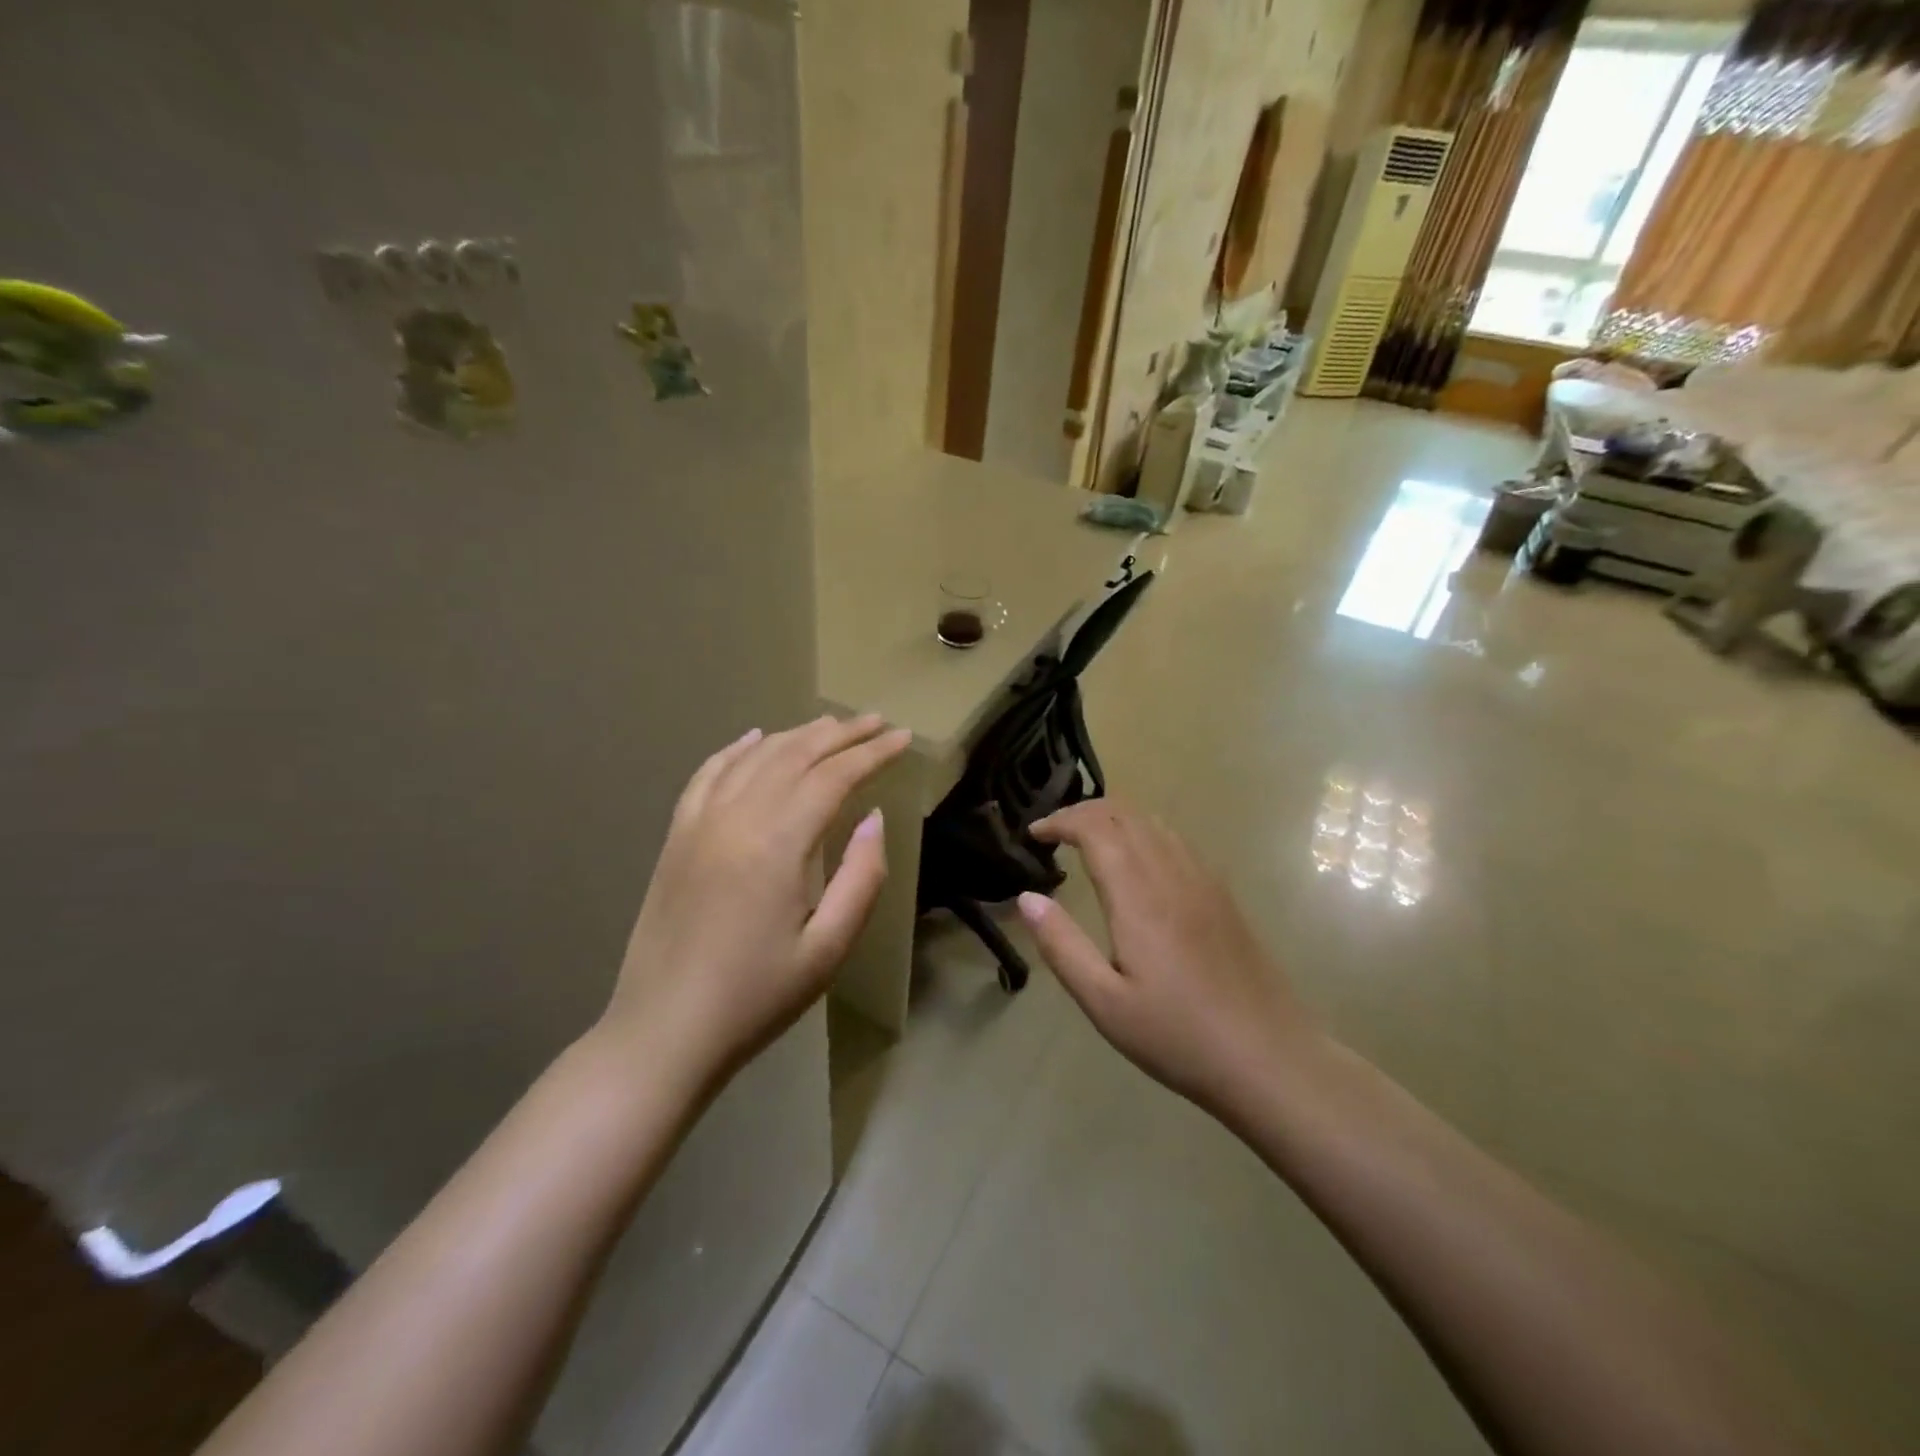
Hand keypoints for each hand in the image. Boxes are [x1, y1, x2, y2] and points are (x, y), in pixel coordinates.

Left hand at [599, 714, 911, 1093]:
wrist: (663, 1032)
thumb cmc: (756, 998)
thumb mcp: (829, 948)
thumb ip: (861, 877)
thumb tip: (872, 818)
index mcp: (777, 843)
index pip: (834, 777)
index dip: (873, 753)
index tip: (904, 739)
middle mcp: (736, 817)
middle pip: (795, 755)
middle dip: (842, 734)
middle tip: (878, 722)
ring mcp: (699, 823)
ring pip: (754, 757)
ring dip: (797, 735)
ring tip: (831, 725)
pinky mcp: (676, 837)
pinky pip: (708, 775)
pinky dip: (736, 749)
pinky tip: (754, 738)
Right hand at [1017, 799, 1315, 1121]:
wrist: (1270, 1058)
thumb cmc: (1178, 1036)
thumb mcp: (1104, 1002)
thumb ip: (1062, 945)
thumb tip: (1026, 898)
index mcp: (1139, 896)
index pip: (1095, 828)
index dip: (1060, 820)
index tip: (1034, 834)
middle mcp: (1172, 874)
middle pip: (1125, 814)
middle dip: (1084, 811)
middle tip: (1054, 833)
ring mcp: (1204, 881)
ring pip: (1154, 822)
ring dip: (1115, 819)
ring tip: (1088, 841)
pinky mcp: (1223, 895)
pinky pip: (1177, 841)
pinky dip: (1144, 833)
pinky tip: (1137, 864)